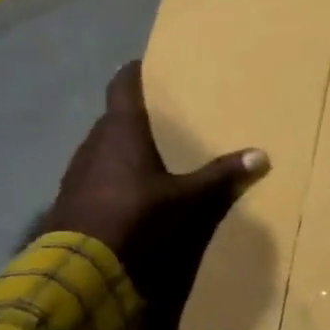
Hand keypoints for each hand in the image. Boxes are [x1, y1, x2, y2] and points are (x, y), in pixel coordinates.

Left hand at [47, 61, 268, 329]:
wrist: (78, 264)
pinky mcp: (68, 196)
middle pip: (113, 117)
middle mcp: (94, 141)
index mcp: (121, 130)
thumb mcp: (184, 199)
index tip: (145, 64)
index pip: (122, 86)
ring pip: (100, 146)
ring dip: (118, 147)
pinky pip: (92, 173)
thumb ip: (219, 177)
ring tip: (143, 155)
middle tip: (158, 118)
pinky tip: (123, 190)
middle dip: (133, 116)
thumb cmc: (135, 216)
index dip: (133, 72)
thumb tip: (262, 156)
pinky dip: (107, 173)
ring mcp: (76, 169)